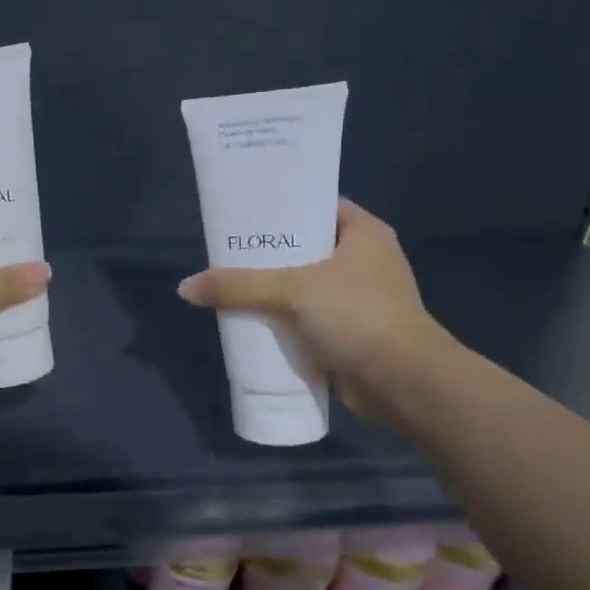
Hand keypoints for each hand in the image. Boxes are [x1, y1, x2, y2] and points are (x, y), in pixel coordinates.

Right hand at [176, 200, 449, 418]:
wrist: (404, 383)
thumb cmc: (357, 316)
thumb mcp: (292, 291)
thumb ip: (239, 286)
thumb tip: (185, 288)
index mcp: (364, 234)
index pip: (318, 205)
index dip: (284, 206)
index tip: (246, 212)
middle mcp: (365, 261)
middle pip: (306, 247)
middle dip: (269, 253)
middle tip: (228, 251)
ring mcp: (359, 300)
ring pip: (305, 286)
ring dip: (274, 290)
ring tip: (231, 284)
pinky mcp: (350, 333)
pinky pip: (308, 318)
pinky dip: (284, 320)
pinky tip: (252, 320)